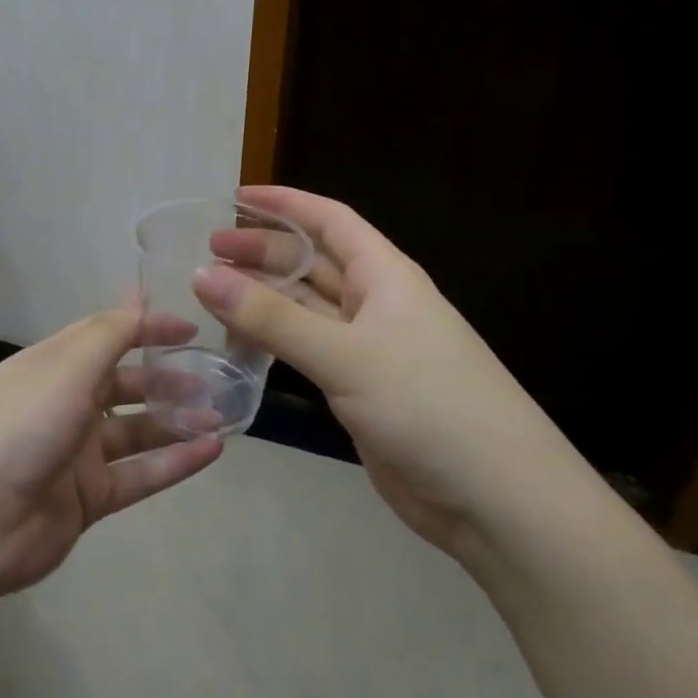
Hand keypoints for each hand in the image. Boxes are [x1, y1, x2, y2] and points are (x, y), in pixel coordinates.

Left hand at [0, 309, 224, 603]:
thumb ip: (110, 333)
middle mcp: (65, 403)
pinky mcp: (88, 498)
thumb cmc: (20, 425)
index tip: (191, 328)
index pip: (107, 335)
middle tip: (213, 380)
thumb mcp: (66, 366)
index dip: (147, 328)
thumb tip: (138, 294)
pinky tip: (212, 450)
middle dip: (167, 378)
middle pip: (125, 383)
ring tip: (221, 415)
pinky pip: (139, 474)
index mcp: (53, 365)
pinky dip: (174, 462)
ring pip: (137, 430)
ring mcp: (76, 453)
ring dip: (177, 420)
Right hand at [194, 186, 582, 552]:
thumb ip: (272, 317)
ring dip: (264, 297)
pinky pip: (307, 350)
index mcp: (387, 276)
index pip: (330, 220)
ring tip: (211, 293)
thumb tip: (200, 274)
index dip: (285, 204)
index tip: (234, 198)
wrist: (496, 499)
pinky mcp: (360, 390)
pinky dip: (274, 341)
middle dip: (263, 252)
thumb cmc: (428, 405)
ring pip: (306, 308)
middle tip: (207, 252)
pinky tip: (241, 342)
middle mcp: (378, 304)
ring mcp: (369, 349)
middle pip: (312, 263)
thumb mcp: (346, 354)